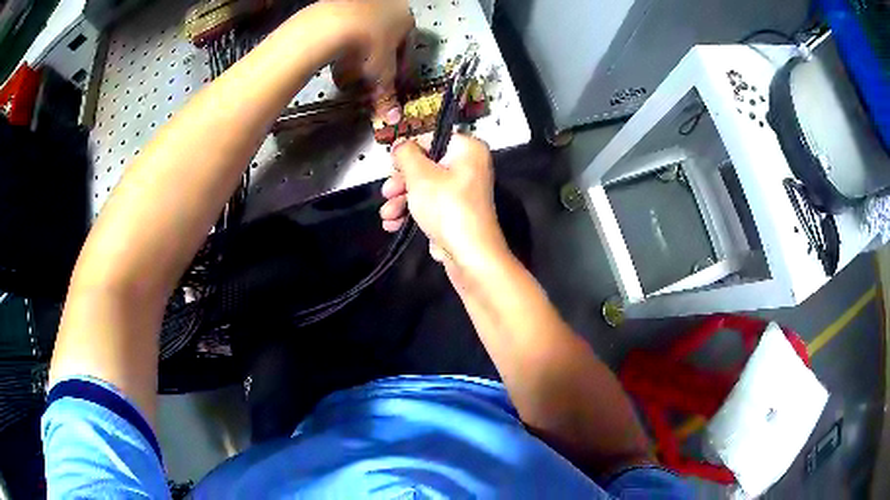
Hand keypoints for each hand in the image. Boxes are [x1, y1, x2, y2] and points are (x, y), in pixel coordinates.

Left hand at [328, 0, 413, 124]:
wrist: (331, 23)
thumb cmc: (368, 44)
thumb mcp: (381, 74)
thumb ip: (388, 95)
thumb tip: (394, 117)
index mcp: (406, 19)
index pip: (406, 51)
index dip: (398, 74)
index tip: (388, 89)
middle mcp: (389, 6)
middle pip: (384, 42)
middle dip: (374, 65)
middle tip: (366, 84)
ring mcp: (363, 4)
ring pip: (363, 36)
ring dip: (356, 58)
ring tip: (346, 77)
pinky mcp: (339, 5)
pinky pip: (344, 31)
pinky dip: (341, 47)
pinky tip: (333, 63)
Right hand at [381, 135, 509, 279]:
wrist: (470, 254)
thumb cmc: (447, 207)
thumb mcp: (419, 175)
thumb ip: (405, 154)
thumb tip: (400, 144)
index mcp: (467, 150)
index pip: (432, 139)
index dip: (408, 151)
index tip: (391, 164)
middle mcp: (468, 168)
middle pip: (426, 166)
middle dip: (401, 182)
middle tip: (387, 192)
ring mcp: (462, 193)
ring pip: (424, 188)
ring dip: (401, 201)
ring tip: (387, 215)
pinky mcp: (456, 214)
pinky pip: (430, 206)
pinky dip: (412, 213)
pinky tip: (393, 224)